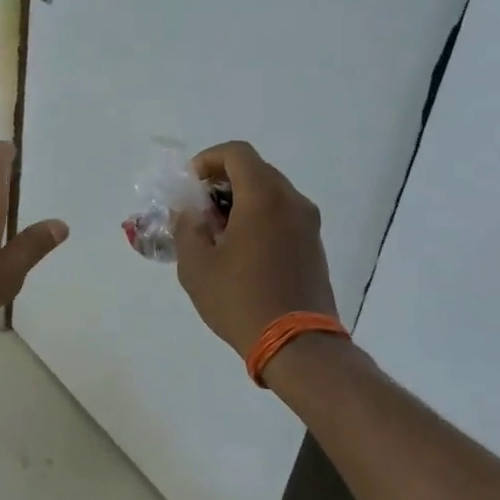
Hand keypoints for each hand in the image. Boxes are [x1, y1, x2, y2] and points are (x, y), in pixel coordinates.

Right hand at [172, 141, 337, 357]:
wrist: (298, 346)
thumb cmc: (241, 299)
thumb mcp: (196, 264)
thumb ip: (186, 227)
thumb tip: (189, 212)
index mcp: (264, 197)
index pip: (236, 153)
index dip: (208, 160)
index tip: (190, 186)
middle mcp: (292, 201)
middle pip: (254, 170)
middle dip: (221, 182)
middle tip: (198, 209)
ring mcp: (308, 224)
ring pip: (270, 193)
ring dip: (240, 201)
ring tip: (216, 233)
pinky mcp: (314, 245)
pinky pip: (282, 215)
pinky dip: (258, 218)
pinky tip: (240, 250)